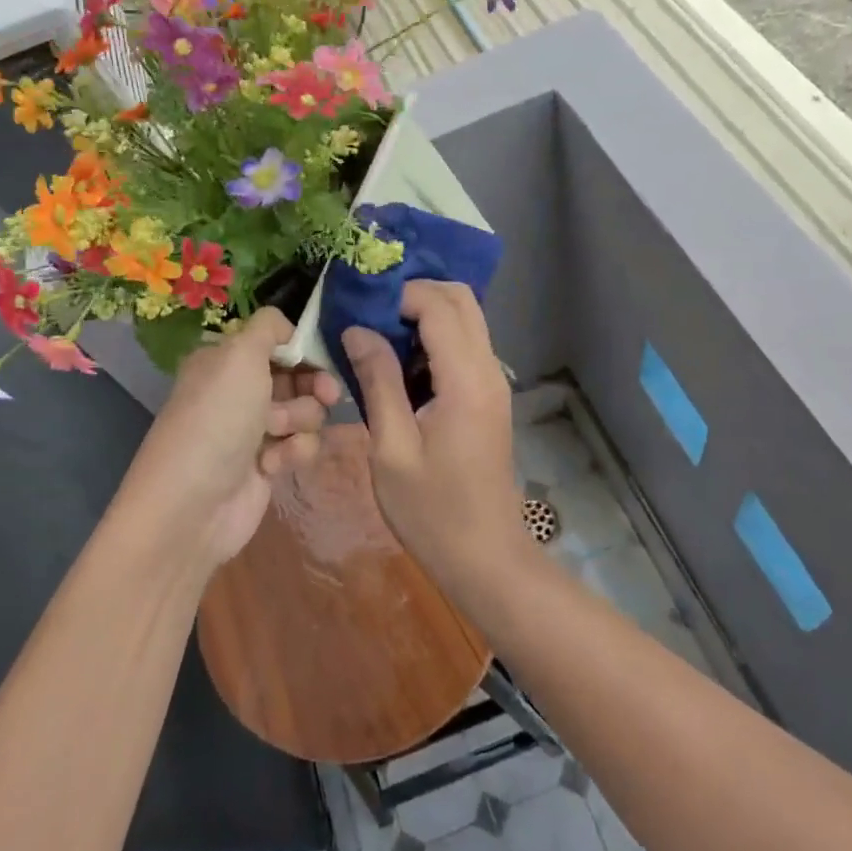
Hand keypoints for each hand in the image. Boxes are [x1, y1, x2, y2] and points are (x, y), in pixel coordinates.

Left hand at [122, 308, 340, 570]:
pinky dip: (294, 453)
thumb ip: (268, 327)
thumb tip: (288, 328)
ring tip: (280, 435)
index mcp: (226, 360)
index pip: (277, 342)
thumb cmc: (217, 419)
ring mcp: (254, 429)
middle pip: (298, 376)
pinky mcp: (268, 465)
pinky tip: (274, 466)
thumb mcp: (239, 355)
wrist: (192, 505)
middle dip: (313, 385)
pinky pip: (301, 446)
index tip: (324, 356)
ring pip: (306, 411)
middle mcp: (239, 390)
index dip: (303, 348)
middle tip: (327, 394)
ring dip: (301, 420)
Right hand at [341, 281, 529, 593]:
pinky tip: (400, 362)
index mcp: (466, 380)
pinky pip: (465, 345)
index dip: (399, 295)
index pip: (439, 306)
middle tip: (370, 315)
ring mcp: (493, 382)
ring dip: (425, 314)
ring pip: (466, 319)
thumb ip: (377, 381)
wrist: (485, 556)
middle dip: (416, 293)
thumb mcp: (391, 448)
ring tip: (378, 335)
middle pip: (461, 300)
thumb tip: (357, 329)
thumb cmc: (432, 510)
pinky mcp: (489, 396)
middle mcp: (488, 370)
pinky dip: (434, 337)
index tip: (360, 309)